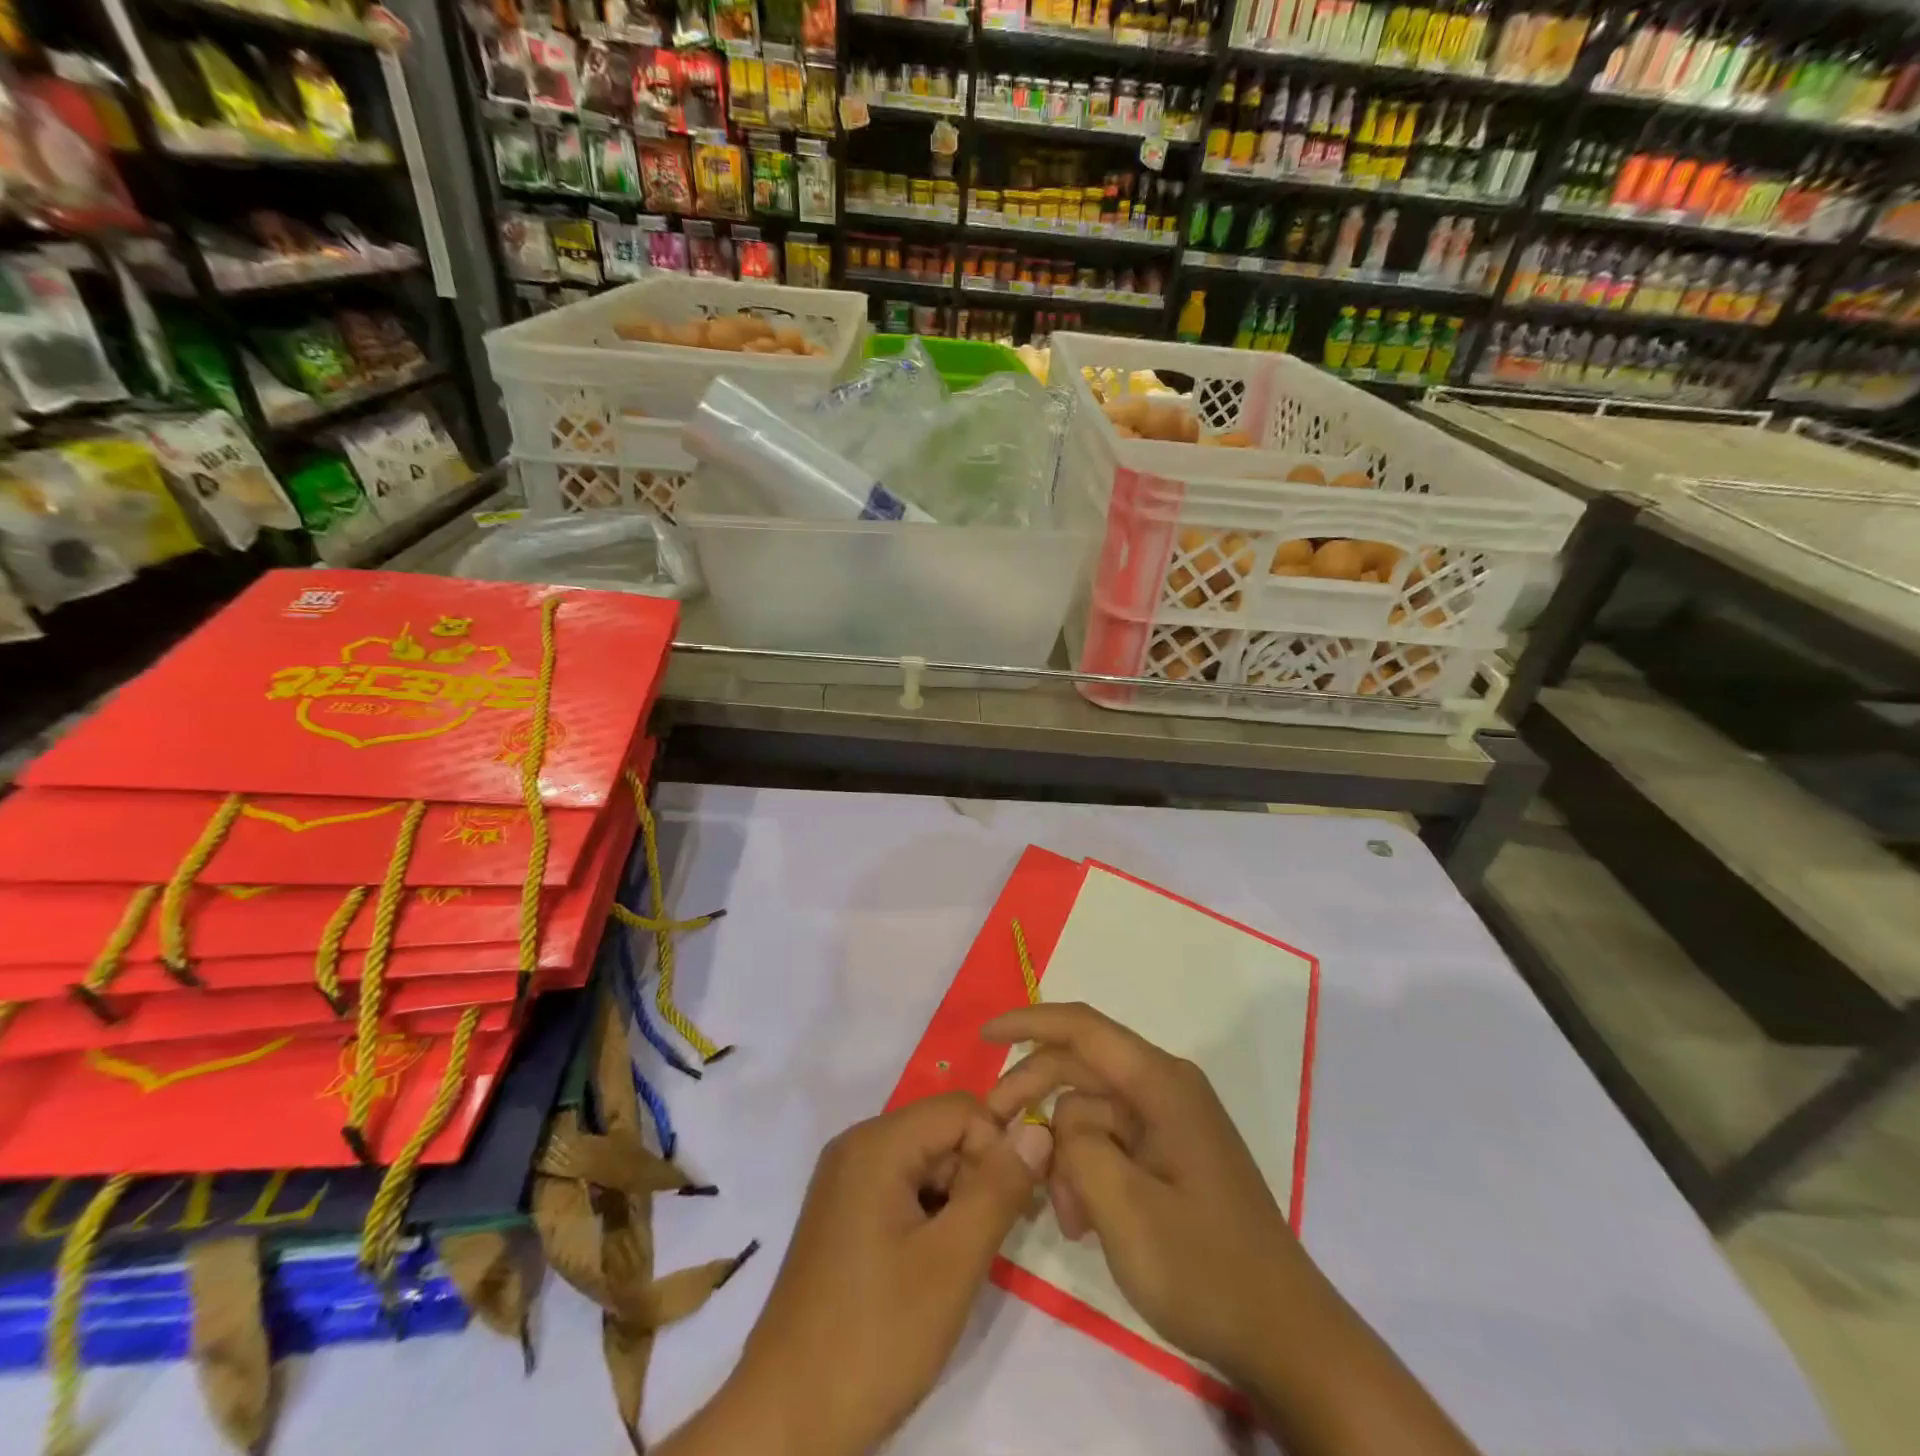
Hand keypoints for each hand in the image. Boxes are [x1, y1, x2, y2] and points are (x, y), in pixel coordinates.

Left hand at [663, 1092, 1052, 1455]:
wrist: (785, 1422)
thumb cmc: (874, 1337)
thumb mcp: (952, 1263)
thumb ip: (999, 1189)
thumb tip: (1038, 1128)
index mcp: (877, 1143)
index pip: (962, 1110)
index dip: (997, 1150)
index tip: (1011, 1211)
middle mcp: (857, 1146)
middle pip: (943, 1133)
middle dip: (978, 1178)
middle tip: (989, 1245)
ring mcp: (846, 1181)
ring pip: (927, 1164)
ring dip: (957, 1203)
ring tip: (960, 1266)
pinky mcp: (843, 1215)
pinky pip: (903, 1190)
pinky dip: (930, 1218)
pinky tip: (931, 1271)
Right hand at [983, 1002, 1319, 1385]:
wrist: (1285, 1337)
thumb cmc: (1205, 1270)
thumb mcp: (1124, 1209)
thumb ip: (1078, 1145)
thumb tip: (1060, 1121)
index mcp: (1161, 1083)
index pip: (1083, 1029)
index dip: (1029, 1022)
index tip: (984, 1036)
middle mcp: (1166, 1088)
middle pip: (1080, 1069)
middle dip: (1034, 1096)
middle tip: (993, 1136)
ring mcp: (1172, 1121)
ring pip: (1091, 1111)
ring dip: (1065, 1152)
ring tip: (1064, 1216)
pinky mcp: (1172, 1153)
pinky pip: (1112, 1140)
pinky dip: (1088, 1169)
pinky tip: (1085, 1219)